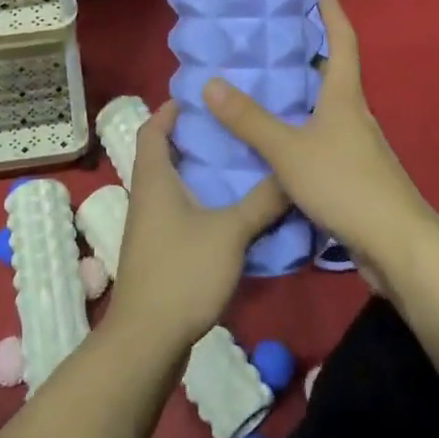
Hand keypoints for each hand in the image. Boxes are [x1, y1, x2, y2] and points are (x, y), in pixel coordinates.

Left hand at [104, 102, 287, 347]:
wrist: (148, 338)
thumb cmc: (183, 271)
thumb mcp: (231, 232)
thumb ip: (262, 202)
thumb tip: (292, 173)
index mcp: (154, 178)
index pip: (152, 128)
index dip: (170, 110)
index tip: (200, 99)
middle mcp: (146, 195)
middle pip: (163, 154)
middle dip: (192, 139)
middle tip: (230, 129)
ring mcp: (149, 225)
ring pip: (171, 185)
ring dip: (197, 172)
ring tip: (236, 165)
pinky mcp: (157, 251)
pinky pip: (177, 211)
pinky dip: (198, 201)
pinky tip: (228, 212)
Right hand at [203, 0, 438, 294]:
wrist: (399, 248)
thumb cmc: (346, 185)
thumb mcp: (289, 150)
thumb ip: (250, 120)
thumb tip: (210, 82)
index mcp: (345, 98)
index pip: (342, 42)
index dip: (332, 13)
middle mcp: (356, 116)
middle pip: (336, 74)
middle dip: (312, 53)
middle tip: (277, 39)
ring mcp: (359, 148)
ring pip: (328, 110)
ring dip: (305, 95)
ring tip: (269, 88)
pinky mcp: (356, 177)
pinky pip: (325, 140)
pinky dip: (303, 131)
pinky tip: (280, 145)